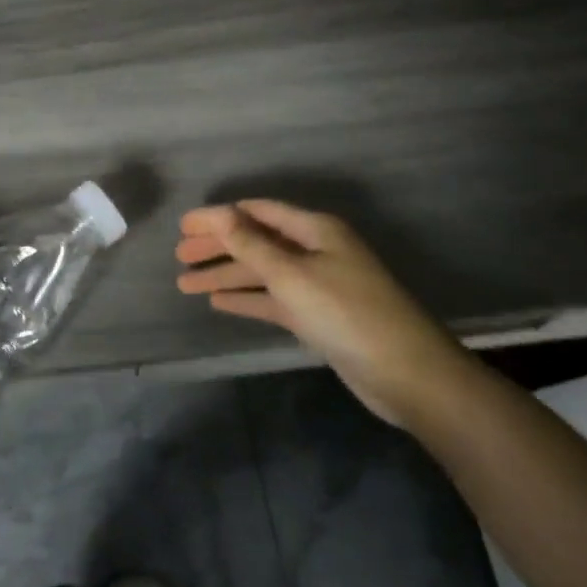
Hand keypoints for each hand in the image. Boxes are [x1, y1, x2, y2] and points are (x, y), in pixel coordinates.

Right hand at [175, 200, 467, 426]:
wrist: (407, 374)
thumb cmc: (347, 313)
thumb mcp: (293, 275)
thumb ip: (251, 244)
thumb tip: (219, 213)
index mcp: (315, 229)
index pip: (257, 212)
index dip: (219, 216)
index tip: (183, 226)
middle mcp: (315, 250)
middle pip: (257, 241)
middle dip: (218, 247)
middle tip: (178, 255)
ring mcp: (318, 285)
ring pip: (262, 273)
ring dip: (225, 275)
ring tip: (185, 284)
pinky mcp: (318, 316)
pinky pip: (273, 299)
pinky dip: (246, 299)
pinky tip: (218, 302)